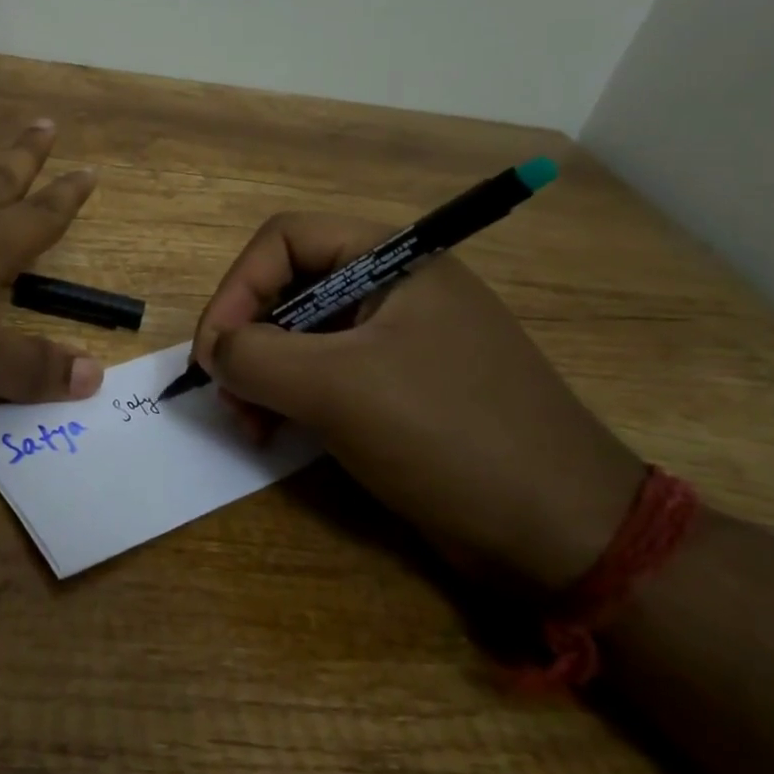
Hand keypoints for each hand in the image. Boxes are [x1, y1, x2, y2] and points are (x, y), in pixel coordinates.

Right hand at [192, 214, 644, 589]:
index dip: (237, 287)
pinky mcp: (399, 387)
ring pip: (302, 335)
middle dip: (247, 338)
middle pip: (288, 286)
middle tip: (229, 396)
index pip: (285, 239)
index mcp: (392, 260)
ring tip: (250, 425)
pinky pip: (326, 374)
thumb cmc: (447, 435)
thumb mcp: (337, 388)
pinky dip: (292, 398)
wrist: (560, 533)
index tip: (213, 353)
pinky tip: (278, 434)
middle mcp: (393, 288)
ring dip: (263, 374)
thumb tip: (216, 354)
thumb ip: (256, 357)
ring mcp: (398, 339)